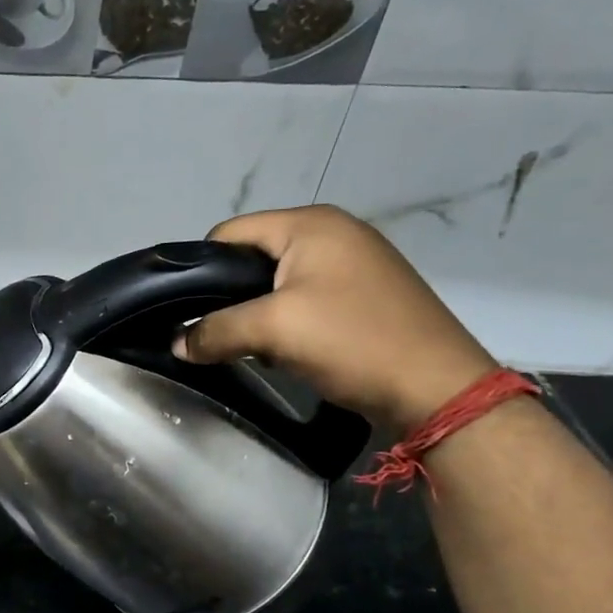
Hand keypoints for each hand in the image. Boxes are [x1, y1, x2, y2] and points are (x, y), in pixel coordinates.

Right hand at [173, 206, 497, 433]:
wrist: (437, 388)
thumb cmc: (352, 341)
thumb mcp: (272, 330)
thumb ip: (214, 331)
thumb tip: (176, 344)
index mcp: (310, 223)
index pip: (229, 233)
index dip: (201, 270)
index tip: (188, 311)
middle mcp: (333, 231)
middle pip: (252, 255)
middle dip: (228, 294)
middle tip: (216, 332)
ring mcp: (353, 261)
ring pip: (276, 280)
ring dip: (256, 311)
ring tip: (250, 344)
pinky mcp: (364, 292)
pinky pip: (304, 296)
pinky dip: (285, 319)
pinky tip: (285, 348)